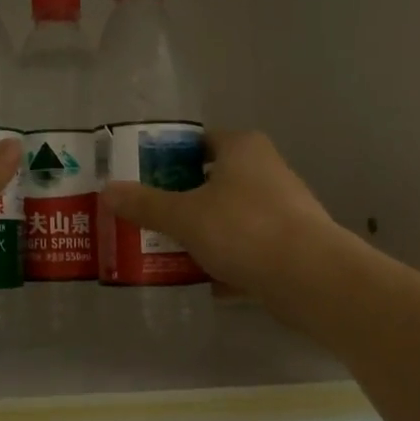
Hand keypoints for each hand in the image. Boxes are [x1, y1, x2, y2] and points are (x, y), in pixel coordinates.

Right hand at [101, 130, 337, 300]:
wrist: (312, 278)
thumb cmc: (245, 229)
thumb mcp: (184, 216)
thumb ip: (145, 204)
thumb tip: (107, 190)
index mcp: (242, 148)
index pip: (199, 141)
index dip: (169, 156)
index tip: (142, 176)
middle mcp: (266, 170)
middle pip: (213, 179)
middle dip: (182, 198)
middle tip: (147, 215)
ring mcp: (282, 208)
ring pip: (230, 214)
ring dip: (203, 230)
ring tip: (166, 248)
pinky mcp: (291, 244)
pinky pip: (247, 245)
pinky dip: (226, 258)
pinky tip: (201, 279)